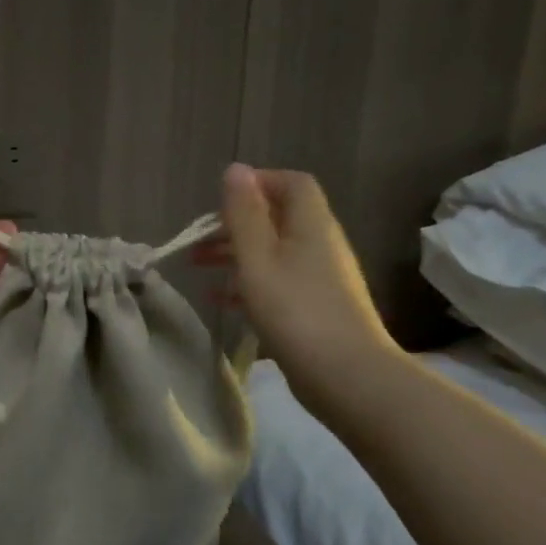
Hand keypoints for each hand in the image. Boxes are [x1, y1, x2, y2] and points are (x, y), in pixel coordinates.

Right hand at [202, 164, 396, 386]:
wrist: (347, 376)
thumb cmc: (295, 310)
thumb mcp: (258, 257)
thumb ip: (243, 213)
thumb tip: (236, 169)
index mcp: (310, 224)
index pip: (291, 183)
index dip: (257, 183)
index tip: (220, 202)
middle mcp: (320, 244)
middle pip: (277, 218)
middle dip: (235, 223)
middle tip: (198, 240)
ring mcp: (320, 278)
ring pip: (273, 251)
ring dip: (236, 253)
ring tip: (198, 267)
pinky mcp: (315, 307)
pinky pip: (277, 281)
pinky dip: (248, 282)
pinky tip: (220, 300)